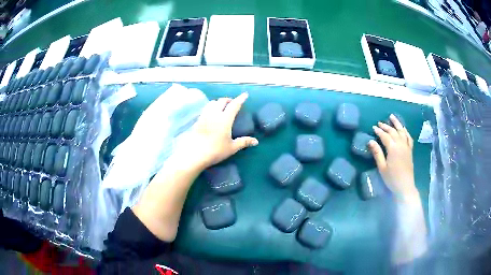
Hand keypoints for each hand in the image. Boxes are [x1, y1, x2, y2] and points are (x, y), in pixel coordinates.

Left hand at [175, 93, 258, 169]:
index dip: (240, 99)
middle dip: (229, 100)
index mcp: (225, 119)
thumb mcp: (232, 147)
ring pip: (212, 103)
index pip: (234, 105)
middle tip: (233, 103)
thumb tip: (256, 141)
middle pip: (222, 101)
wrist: (195, 154)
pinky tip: (211, 115)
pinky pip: (205, 109)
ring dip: (218, 102)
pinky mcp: (197, 121)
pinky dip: (210, 108)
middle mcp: (214, 114)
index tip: (245, 95)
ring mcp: (204, 116)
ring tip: (222, 107)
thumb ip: (244, 142)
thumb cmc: (216, 151)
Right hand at [369, 114, 417, 201]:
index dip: (379, 131)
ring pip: (402, 131)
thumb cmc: (391, 178)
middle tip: (379, 123)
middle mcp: (401, 144)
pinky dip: (406, 131)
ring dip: (397, 124)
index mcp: (393, 148)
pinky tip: (403, 129)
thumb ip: (377, 153)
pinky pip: (409, 137)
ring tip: (392, 117)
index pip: (385, 136)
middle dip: (386, 126)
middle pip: (393, 132)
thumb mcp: (382, 167)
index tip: (373, 127)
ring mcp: (406, 147)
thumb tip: (371, 141)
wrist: (405, 186)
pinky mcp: (410, 150)